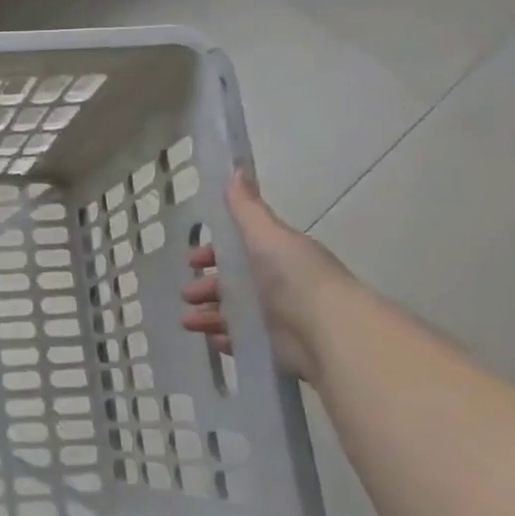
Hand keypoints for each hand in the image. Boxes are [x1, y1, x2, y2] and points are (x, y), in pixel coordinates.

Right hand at [179, 171, 354, 379]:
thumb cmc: (293, 277)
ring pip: (233, 313)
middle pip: (233, 284)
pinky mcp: (276, 347)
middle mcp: (278, 286)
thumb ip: (246, 208)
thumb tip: (235, 168)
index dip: (214, 253)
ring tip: (190, 323)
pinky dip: (226, 339)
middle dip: (207, 287)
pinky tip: (213, 340)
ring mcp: (277, 318)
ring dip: (209, 315)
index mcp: (277, 257)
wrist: (326, 329)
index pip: (239, 251)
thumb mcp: (266, 235)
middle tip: (188, 295)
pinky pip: (244, 341)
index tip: (193, 260)